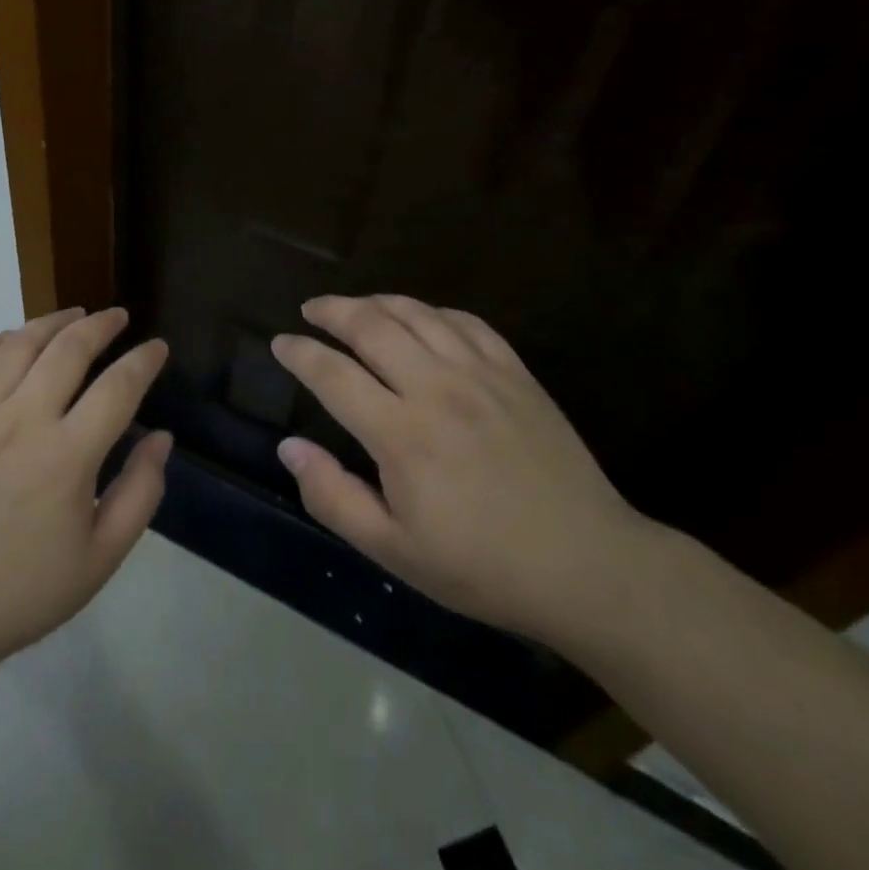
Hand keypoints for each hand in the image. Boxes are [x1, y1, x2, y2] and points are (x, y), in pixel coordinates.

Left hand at [0, 307, 172, 694]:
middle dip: (101, 325)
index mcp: (66, 456)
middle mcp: (21, 421)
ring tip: (75, 315)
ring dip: (52, 321)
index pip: (118, 387)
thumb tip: (161, 438)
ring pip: (18, 344)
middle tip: (119, 317)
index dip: (144, 361)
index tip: (157, 347)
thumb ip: (140, 493)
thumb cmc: (24, 590)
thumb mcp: (100, 558)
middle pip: (68, 349)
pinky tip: (13, 339)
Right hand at [272, 294, 649, 644]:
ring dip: (376, 302)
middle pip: (371, 326)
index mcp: (401, 434)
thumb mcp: (394, 551)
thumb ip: (332, 497)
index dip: (300, 353)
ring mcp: (481, 374)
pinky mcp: (515, 373)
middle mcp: (436, 388)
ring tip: (355, 307)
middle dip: (332, 311)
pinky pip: (465, 322)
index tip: (280, 343)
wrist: (588, 566)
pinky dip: (431, 311)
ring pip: (417, 314)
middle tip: (311, 310)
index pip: (333, 374)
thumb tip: (289, 448)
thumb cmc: (482, 567)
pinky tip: (421, 318)